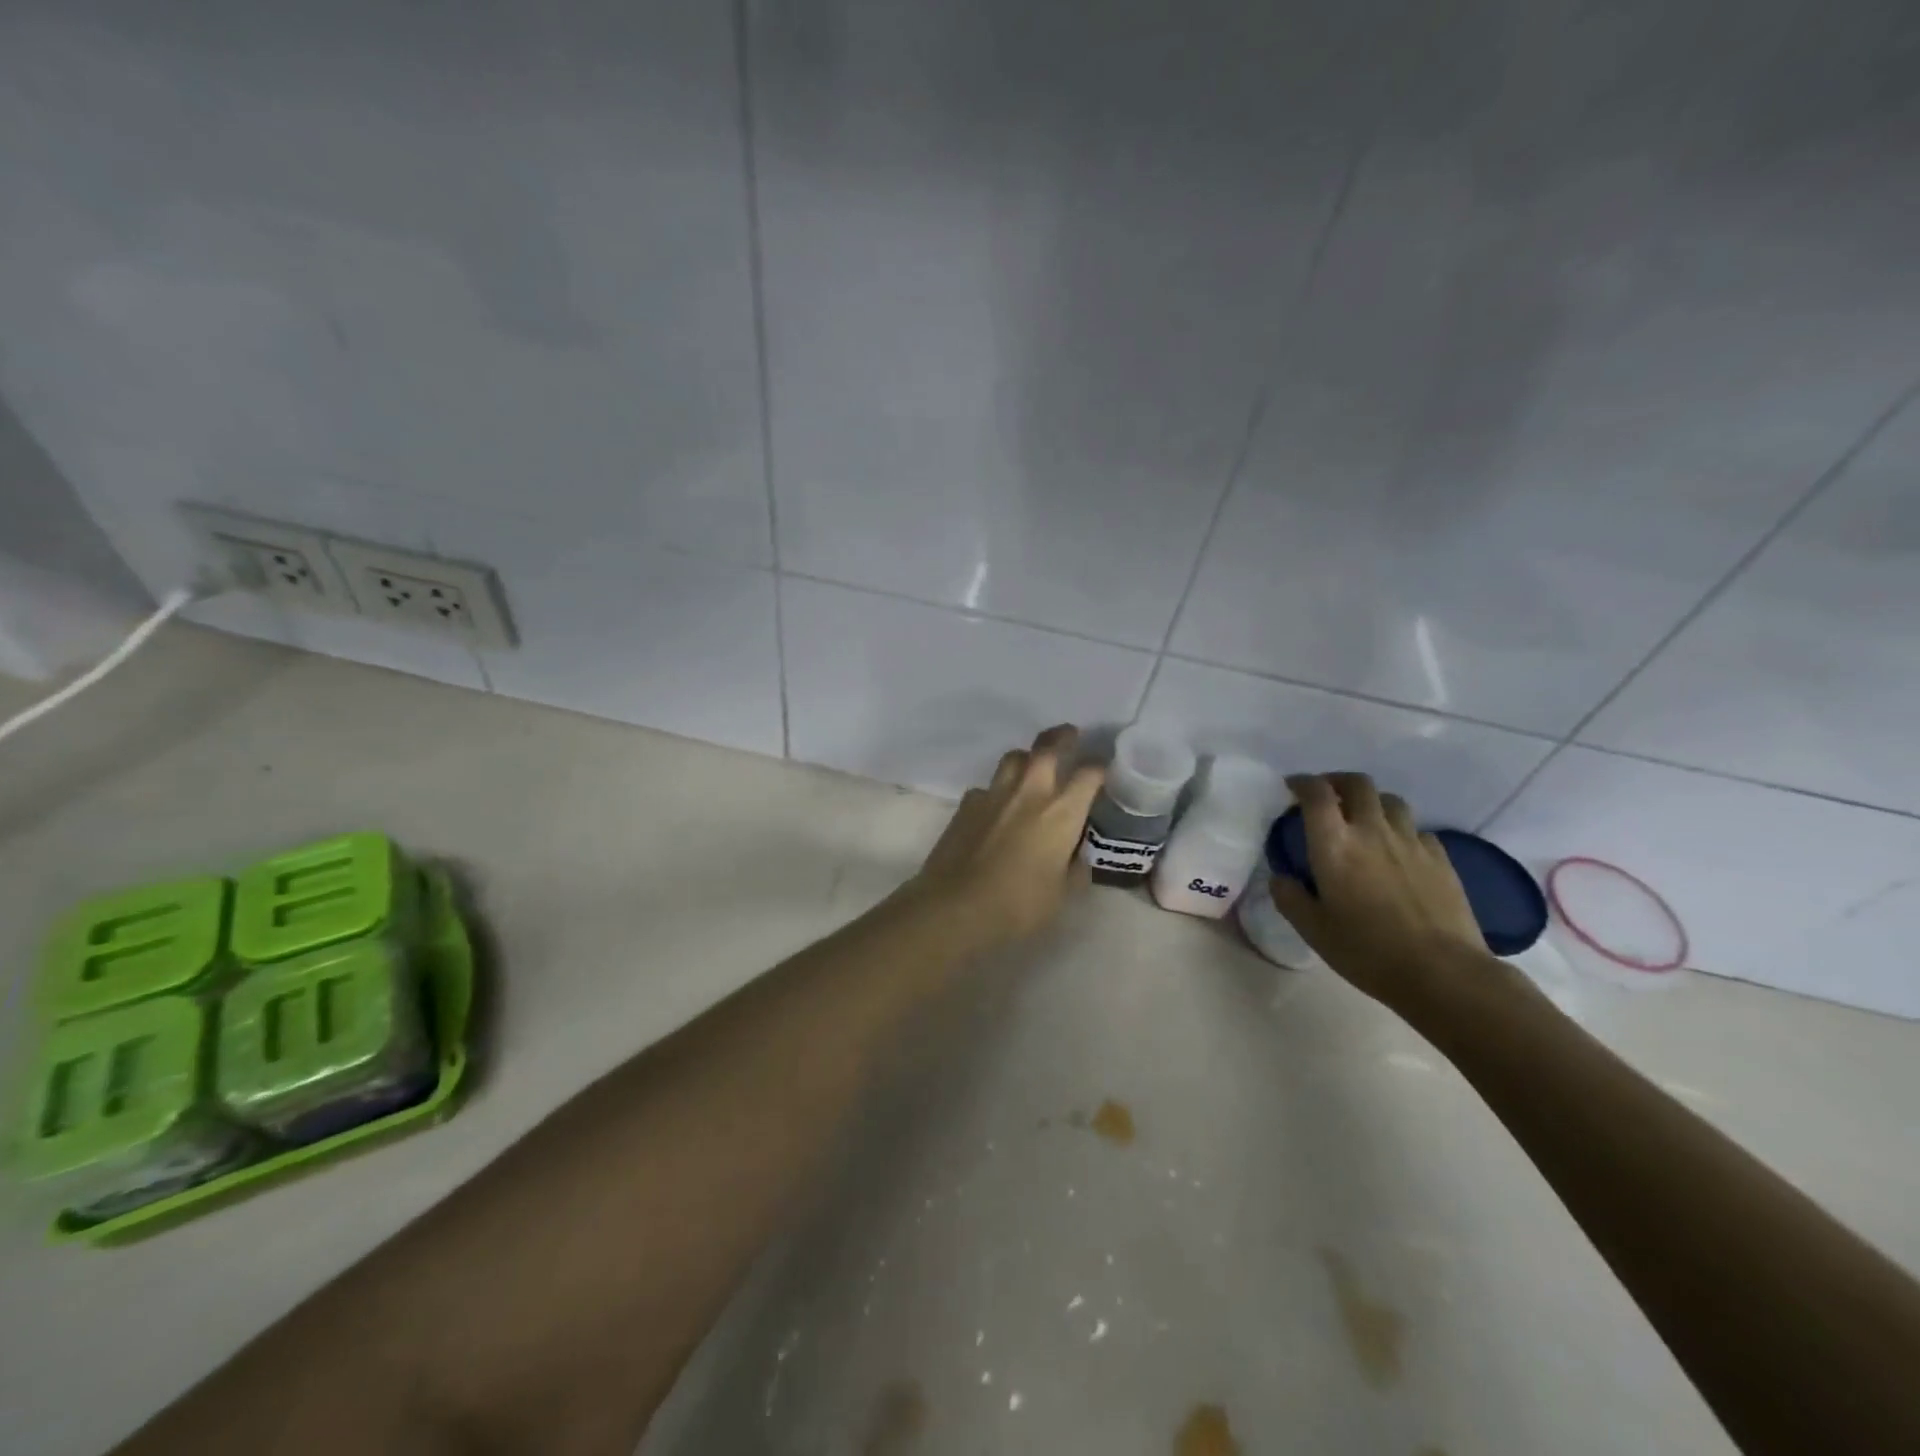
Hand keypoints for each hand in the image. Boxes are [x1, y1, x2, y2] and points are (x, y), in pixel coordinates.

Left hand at [907, 725, 1105, 946]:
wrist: (956, 905)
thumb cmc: (1018, 904)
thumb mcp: (1060, 894)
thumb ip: (1073, 870)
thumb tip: (1077, 857)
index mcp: (1061, 812)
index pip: (1089, 774)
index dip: (1100, 768)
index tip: (1104, 769)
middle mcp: (1030, 793)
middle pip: (1047, 748)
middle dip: (1062, 737)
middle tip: (1070, 734)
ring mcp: (994, 794)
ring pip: (1013, 758)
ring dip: (1026, 757)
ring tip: (1031, 766)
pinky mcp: (966, 805)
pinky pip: (986, 787)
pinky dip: (996, 791)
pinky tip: (996, 808)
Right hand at [1269, 773, 1488, 1008]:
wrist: (1443, 972)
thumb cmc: (1367, 951)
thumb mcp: (1313, 930)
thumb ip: (1290, 898)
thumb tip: (1281, 878)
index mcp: (1334, 844)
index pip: (1316, 793)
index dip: (1302, 782)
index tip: (1292, 787)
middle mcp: (1372, 831)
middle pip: (1358, 784)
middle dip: (1337, 781)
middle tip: (1326, 795)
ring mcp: (1411, 842)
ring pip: (1390, 801)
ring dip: (1371, 802)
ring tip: (1363, 819)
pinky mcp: (1440, 858)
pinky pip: (1417, 829)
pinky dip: (1400, 830)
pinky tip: (1397, 850)